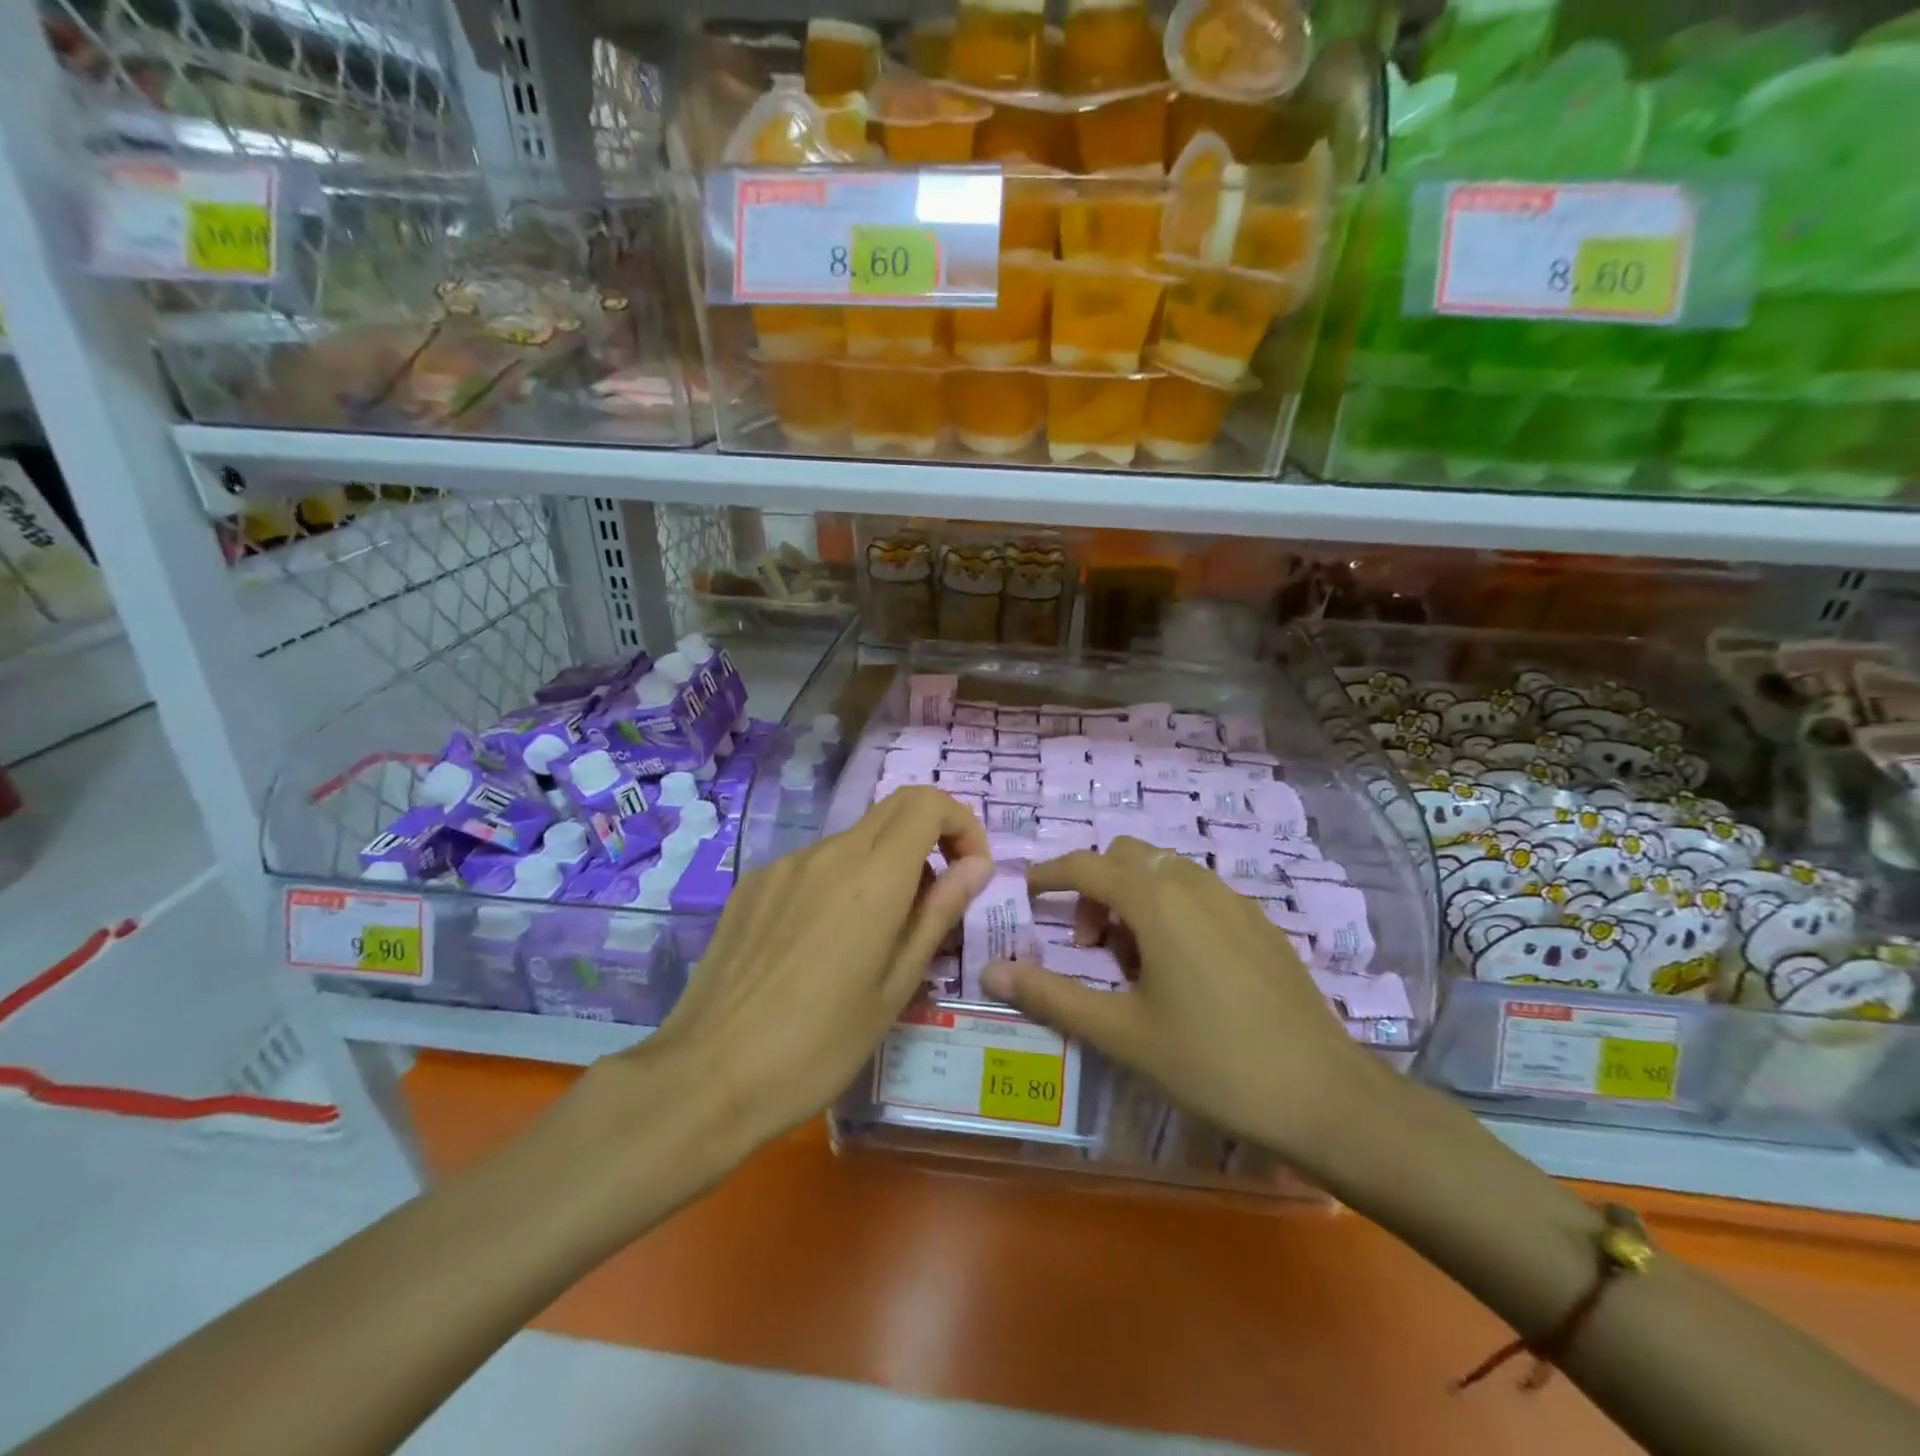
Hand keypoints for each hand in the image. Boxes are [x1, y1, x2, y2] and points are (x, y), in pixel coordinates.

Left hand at [622, 787, 992, 1154]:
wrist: (708, 1077)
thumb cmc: (818, 1046)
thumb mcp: (895, 987)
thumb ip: (938, 913)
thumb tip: (977, 865)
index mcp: (872, 878)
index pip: (928, 803)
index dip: (961, 824)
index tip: (969, 872)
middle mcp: (828, 854)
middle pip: (894, 808)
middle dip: (930, 837)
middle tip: (934, 899)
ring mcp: (784, 865)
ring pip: (854, 840)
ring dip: (884, 866)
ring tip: (876, 937)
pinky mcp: (753, 884)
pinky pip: (814, 865)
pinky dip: (841, 882)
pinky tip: (823, 944)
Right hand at [981, 837, 1381, 1176]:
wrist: (1325, 1096)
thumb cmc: (1211, 1063)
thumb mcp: (1121, 1034)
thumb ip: (1051, 996)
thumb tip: (991, 971)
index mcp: (1156, 901)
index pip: (1086, 865)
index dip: (1049, 875)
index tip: (1027, 896)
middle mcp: (1193, 884)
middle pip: (1125, 856)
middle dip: (1094, 888)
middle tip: (1089, 946)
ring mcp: (1233, 900)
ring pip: (1163, 871)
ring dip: (1132, 896)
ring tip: (1134, 962)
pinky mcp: (1259, 922)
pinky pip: (1198, 891)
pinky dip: (1170, 907)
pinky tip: (1182, 969)